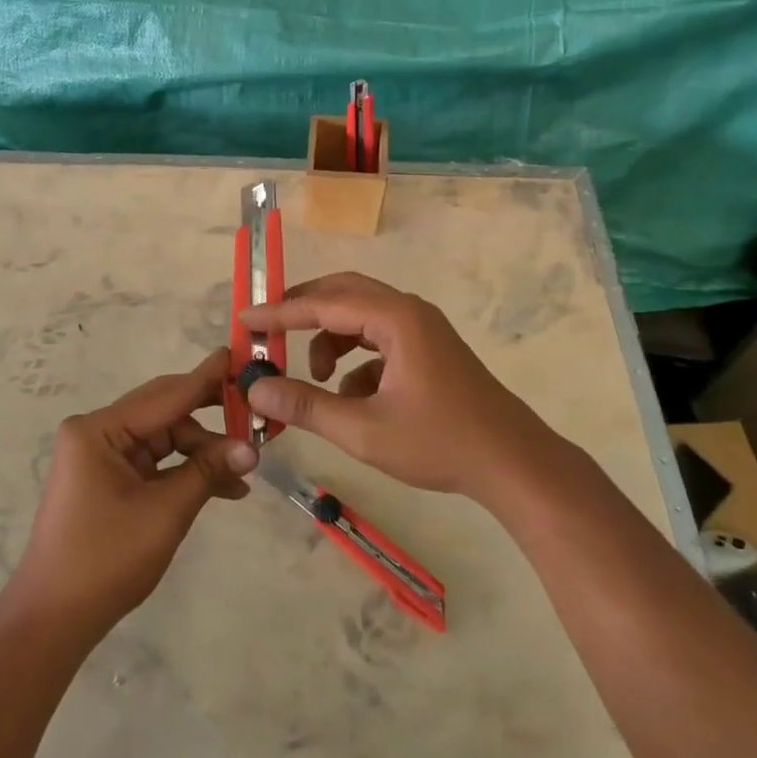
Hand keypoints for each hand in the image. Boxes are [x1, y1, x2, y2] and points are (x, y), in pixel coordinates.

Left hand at [11, 349, 256, 642]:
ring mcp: (101, 457)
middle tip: (253, 413)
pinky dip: (185, 473)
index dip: (206, 378)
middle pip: (165, 414)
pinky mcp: (108, 480)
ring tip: (244, 472)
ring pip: (164, 440)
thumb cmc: (106, 560)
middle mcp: (97, 433)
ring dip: (202, 454)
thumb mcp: (165, 512)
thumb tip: (252, 449)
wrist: (53, 622)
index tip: (238, 355)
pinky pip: (155, 463)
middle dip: (210, 420)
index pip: (165, 395)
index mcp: (99, 429)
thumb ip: (208, 472)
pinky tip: (223, 488)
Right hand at [242, 272, 561, 505]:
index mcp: (395, 318)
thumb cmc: (440, 443)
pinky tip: (353, 397)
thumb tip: (255, 389)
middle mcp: (408, 311)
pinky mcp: (428, 349)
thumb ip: (306, 406)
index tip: (244, 319)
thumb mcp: (364, 429)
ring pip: (360, 316)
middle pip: (343, 294)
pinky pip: (379, 338)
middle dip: (303, 313)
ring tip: (314, 378)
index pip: (323, 303)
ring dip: (330, 338)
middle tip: (269, 333)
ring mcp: (422, 328)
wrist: (513, 463)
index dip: (279, 312)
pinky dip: (355, 358)